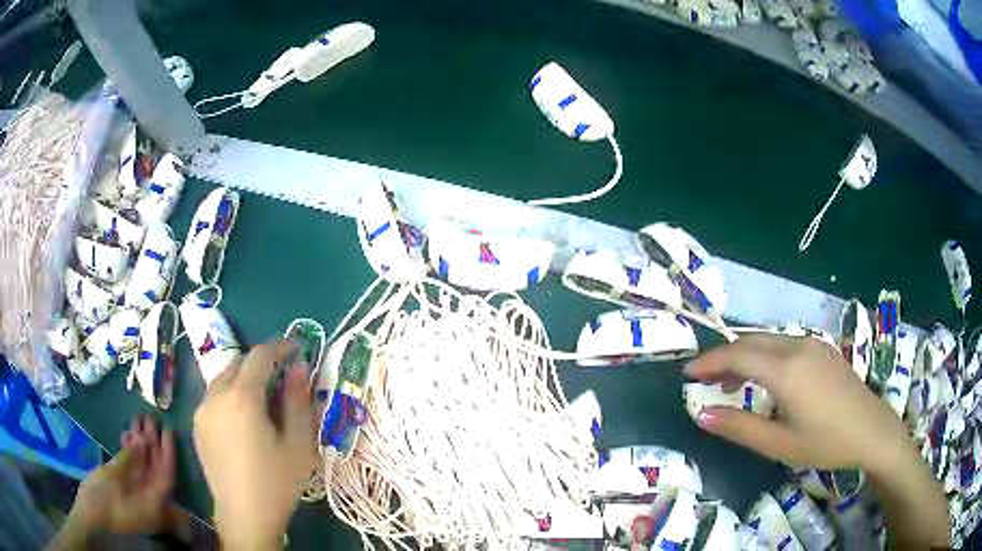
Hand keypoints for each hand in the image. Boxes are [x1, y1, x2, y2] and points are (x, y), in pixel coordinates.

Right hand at [51, 416, 183, 548]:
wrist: (89, 519)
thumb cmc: (101, 499)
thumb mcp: (114, 476)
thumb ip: (130, 459)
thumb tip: (143, 440)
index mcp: (153, 503)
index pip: (166, 474)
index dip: (167, 451)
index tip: (166, 428)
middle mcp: (151, 502)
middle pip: (156, 469)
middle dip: (153, 443)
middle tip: (147, 417)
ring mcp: (138, 498)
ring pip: (145, 468)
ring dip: (141, 446)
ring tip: (135, 420)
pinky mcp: (126, 493)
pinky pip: (133, 472)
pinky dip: (131, 455)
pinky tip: (125, 437)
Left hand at [193, 340, 316, 548]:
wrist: (244, 515)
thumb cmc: (276, 482)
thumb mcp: (298, 444)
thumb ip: (298, 401)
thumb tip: (298, 368)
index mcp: (242, 397)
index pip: (260, 355)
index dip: (279, 346)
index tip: (296, 348)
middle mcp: (216, 396)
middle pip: (238, 363)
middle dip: (260, 362)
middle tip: (281, 376)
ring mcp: (202, 411)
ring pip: (223, 379)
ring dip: (243, 378)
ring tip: (262, 398)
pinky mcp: (197, 426)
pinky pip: (214, 398)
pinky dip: (230, 395)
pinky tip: (243, 419)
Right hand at [684, 333, 909, 471]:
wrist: (871, 430)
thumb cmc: (825, 442)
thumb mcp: (778, 444)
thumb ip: (738, 428)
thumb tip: (701, 414)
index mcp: (786, 369)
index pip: (737, 354)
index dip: (709, 361)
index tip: (686, 373)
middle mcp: (798, 346)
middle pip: (751, 340)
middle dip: (724, 356)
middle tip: (704, 381)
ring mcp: (813, 344)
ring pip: (768, 340)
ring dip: (744, 356)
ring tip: (730, 383)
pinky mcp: (822, 350)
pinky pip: (784, 344)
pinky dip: (764, 356)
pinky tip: (765, 379)